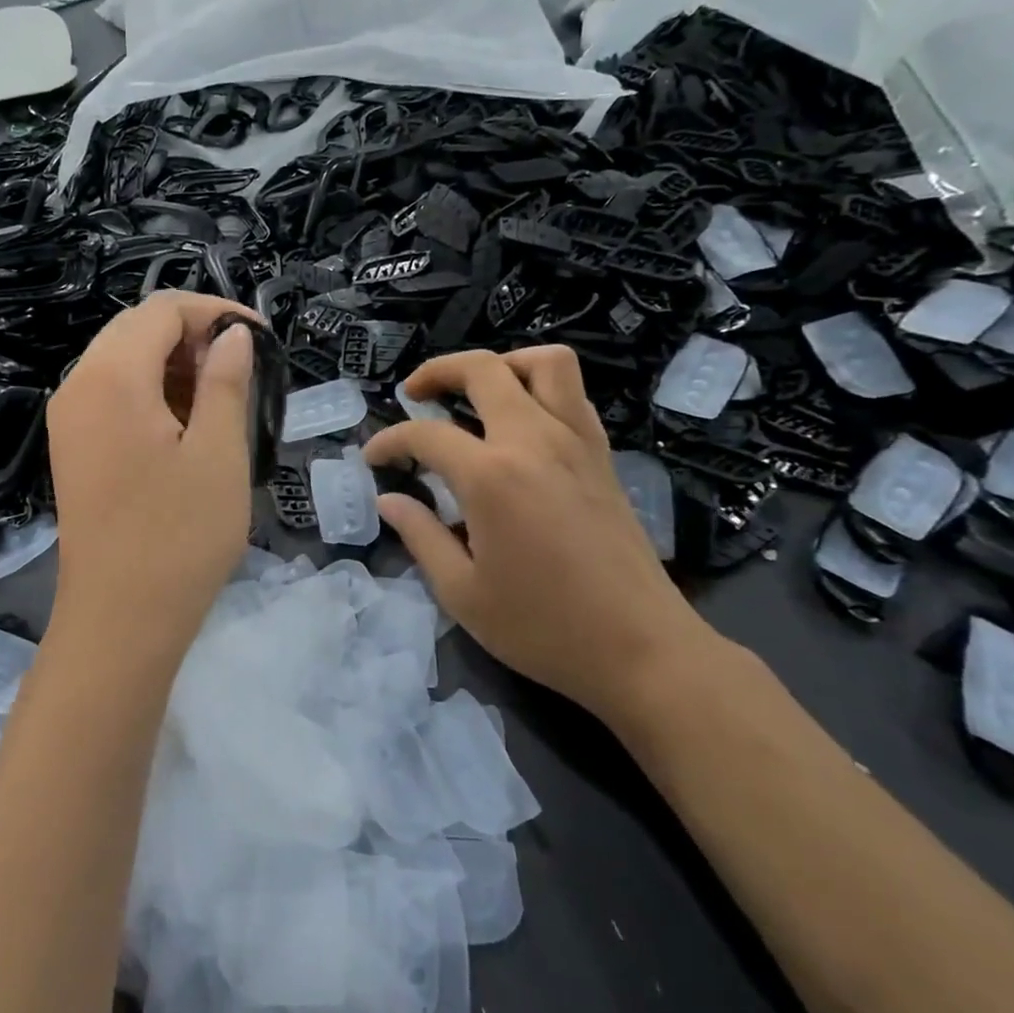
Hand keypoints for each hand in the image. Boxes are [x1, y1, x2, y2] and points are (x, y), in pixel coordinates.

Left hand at [46, 292, 256, 661]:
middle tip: (245, 367)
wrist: (120, 620)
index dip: (215, 312)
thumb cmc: (180, 536)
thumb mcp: (219, 452)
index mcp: (111, 378)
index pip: (162, 311)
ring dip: (174, 365)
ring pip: (123, 362)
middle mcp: (78, 386)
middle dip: (194, 335)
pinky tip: (188, 424)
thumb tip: (232, 336)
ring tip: (223, 397)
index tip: (261, 337)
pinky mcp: (73, 448)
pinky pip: (112, 396)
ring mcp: (69, 420)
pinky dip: (152, 393)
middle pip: (137, 330)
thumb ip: (226, 381)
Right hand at [363, 346, 717, 720]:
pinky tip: (520, 424)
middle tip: (414, 395)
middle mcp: (534, 441)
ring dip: (502, 365)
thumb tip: (389, 501)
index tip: (372, 458)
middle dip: (438, 371)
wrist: (640, 649)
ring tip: (475, 393)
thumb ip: (420, 536)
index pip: (426, 435)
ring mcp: (576, 443)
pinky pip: (572, 394)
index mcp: (490, 476)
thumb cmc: (542, 628)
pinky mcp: (603, 456)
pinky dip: (540, 389)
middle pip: (483, 370)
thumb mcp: (462, 593)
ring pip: (545, 364)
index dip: (389, 441)